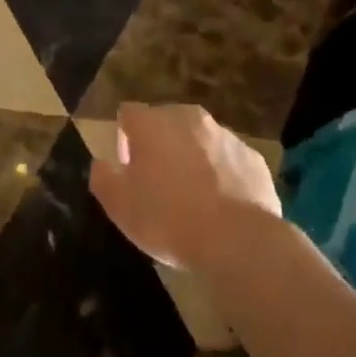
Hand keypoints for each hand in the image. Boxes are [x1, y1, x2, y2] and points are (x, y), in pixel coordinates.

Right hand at [89, 103, 279, 270]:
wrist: (238, 241)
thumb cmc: (168, 218)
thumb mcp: (119, 205)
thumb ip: (103, 177)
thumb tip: (102, 164)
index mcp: (152, 123)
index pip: (128, 114)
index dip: (123, 139)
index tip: (128, 170)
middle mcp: (188, 118)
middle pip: (166, 122)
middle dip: (159, 145)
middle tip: (158, 184)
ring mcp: (226, 136)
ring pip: (199, 140)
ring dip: (191, 159)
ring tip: (192, 198)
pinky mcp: (253, 158)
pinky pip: (228, 161)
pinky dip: (221, 176)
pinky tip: (221, 207)